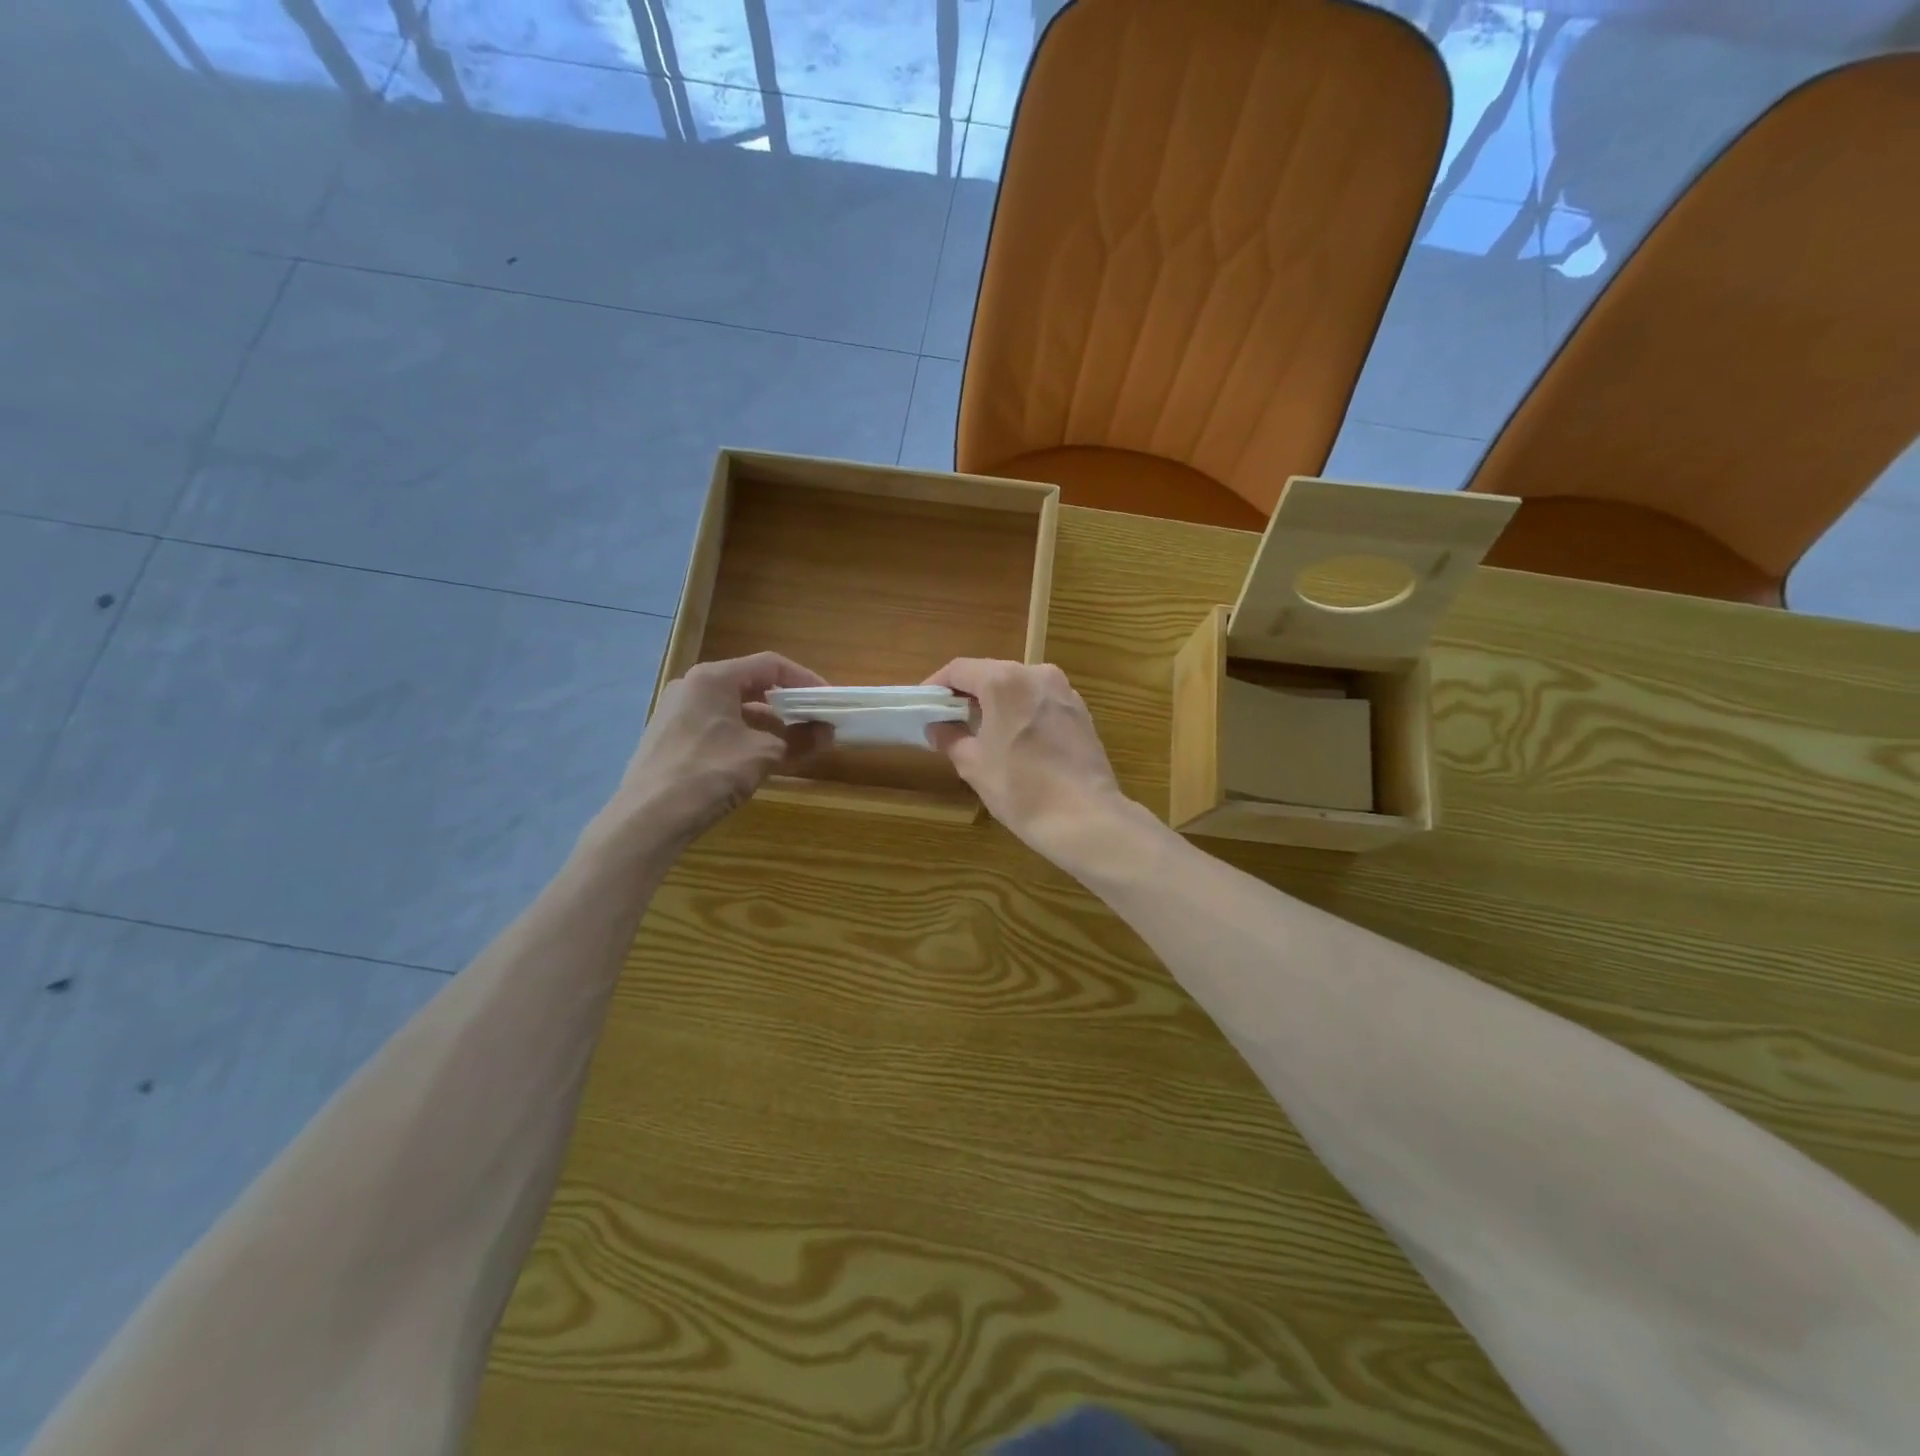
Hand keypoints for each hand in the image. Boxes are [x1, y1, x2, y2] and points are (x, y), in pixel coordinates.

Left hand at [606, 652, 826, 848]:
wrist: (647, 819)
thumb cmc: (708, 774)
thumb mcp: (762, 755)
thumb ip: (799, 740)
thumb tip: (828, 733)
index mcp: (713, 678)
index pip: (770, 665)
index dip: (805, 679)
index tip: (828, 700)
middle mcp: (691, 686)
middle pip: (750, 683)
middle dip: (786, 702)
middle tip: (814, 719)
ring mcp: (676, 711)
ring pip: (733, 706)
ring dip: (766, 721)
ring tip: (793, 741)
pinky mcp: (669, 737)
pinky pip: (716, 724)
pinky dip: (744, 734)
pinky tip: (759, 757)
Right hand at [924, 659, 1130, 859]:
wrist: (1084, 818)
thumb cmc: (1020, 788)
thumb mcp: (973, 764)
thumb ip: (950, 737)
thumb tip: (937, 727)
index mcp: (1005, 681)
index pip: (960, 669)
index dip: (938, 685)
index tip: (925, 705)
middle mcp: (1037, 674)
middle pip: (992, 674)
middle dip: (969, 694)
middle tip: (950, 720)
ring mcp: (1064, 692)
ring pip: (1020, 687)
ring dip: (998, 703)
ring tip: (983, 732)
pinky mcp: (1082, 712)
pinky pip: (1042, 703)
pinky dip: (1024, 713)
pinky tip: (1018, 741)